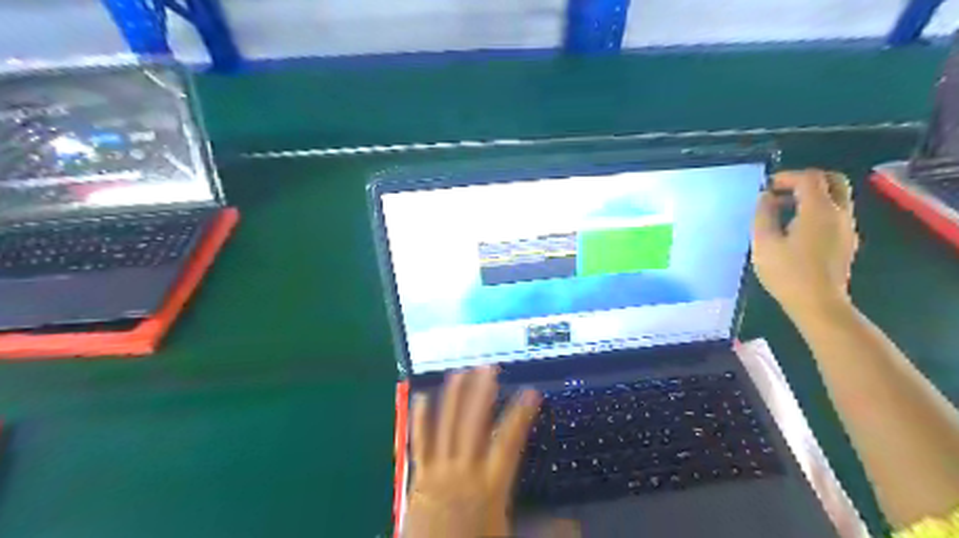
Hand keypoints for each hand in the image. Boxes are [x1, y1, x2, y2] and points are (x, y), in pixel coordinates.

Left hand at [402, 367, 541, 534]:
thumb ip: (543, 531)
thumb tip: (573, 524)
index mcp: (490, 487)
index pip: (509, 442)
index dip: (520, 415)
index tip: (531, 393)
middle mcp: (463, 471)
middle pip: (473, 424)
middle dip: (482, 394)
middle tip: (489, 368)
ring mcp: (438, 471)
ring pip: (446, 426)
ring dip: (453, 397)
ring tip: (460, 372)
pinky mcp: (417, 476)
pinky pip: (419, 442)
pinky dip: (420, 418)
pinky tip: (421, 397)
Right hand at [752, 171, 857, 317]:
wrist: (818, 304)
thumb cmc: (787, 273)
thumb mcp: (764, 242)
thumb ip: (764, 214)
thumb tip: (766, 197)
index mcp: (819, 210)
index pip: (809, 178)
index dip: (787, 176)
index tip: (767, 187)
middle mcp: (840, 213)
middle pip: (832, 181)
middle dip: (806, 180)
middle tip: (783, 191)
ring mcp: (847, 228)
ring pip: (836, 197)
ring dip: (812, 196)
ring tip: (784, 211)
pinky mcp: (847, 242)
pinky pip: (836, 214)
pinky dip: (818, 210)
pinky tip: (797, 228)